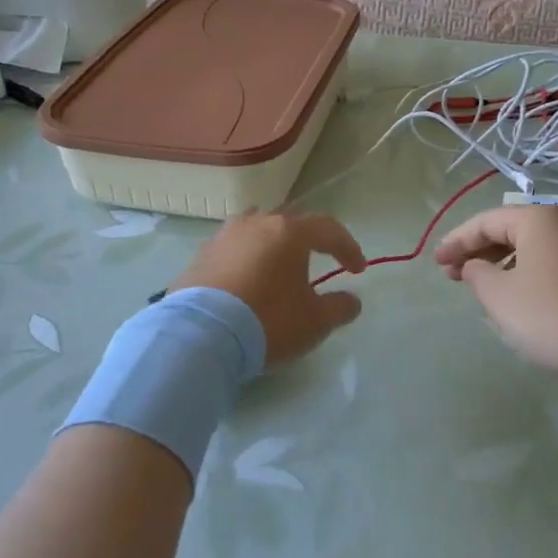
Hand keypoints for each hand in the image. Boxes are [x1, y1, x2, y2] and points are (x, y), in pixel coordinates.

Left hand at [168, 212, 366, 364]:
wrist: (199, 334)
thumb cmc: (268, 320)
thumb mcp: (315, 321)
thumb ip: (339, 307)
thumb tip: (352, 300)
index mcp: (289, 231)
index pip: (329, 229)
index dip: (348, 247)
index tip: (358, 270)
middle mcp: (256, 223)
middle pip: (291, 224)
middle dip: (310, 241)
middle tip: (321, 261)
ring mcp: (224, 236)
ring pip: (258, 232)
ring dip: (274, 246)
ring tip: (279, 267)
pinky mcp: (200, 256)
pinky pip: (233, 251)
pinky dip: (247, 261)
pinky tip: (247, 283)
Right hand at [434, 204, 557, 380]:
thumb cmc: (553, 315)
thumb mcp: (500, 297)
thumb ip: (477, 275)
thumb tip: (475, 266)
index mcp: (538, 219)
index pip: (486, 221)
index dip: (457, 241)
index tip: (436, 262)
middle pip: (511, 230)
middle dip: (478, 251)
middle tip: (453, 273)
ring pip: (532, 247)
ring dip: (502, 263)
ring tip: (481, 286)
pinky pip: (551, 262)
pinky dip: (526, 272)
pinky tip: (518, 295)